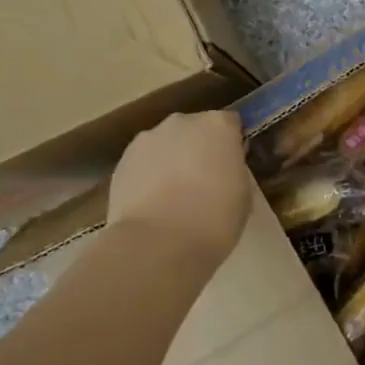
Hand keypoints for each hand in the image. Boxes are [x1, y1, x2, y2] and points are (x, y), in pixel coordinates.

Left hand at [105, 110, 253, 260]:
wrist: (158, 242)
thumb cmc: (215, 217)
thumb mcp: (243, 192)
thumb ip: (233, 169)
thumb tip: (222, 168)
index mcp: (218, 125)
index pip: (230, 124)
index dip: (231, 144)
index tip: (231, 165)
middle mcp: (182, 122)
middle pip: (195, 128)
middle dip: (199, 147)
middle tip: (204, 180)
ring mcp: (147, 139)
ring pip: (166, 144)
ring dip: (171, 159)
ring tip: (173, 194)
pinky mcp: (122, 160)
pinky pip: (144, 161)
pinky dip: (148, 174)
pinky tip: (152, 202)